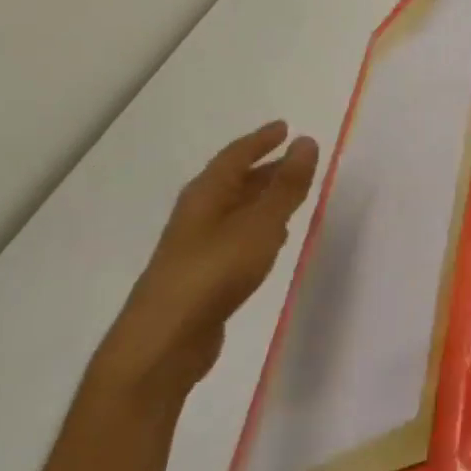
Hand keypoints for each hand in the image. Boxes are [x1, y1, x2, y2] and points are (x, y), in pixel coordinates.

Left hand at [91, 122, 319, 405]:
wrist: (164, 341)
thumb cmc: (214, 272)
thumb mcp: (260, 224)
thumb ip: (287, 186)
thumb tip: (306, 143)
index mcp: (206, 195)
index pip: (235, 156)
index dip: (261, 140)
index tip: (285, 128)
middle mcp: (197, 215)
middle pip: (233, 182)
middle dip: (264, 168)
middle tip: (296, 160)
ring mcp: (197, 246)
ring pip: (235, 210)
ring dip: (262, 198)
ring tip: (292, 194)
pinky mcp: (203, 274)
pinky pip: (236, 236)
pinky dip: (258, 227)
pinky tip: (273, 238)